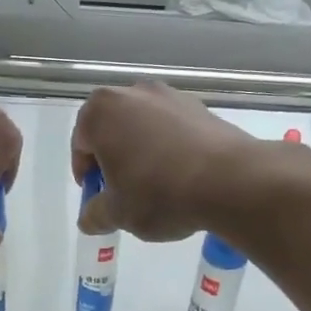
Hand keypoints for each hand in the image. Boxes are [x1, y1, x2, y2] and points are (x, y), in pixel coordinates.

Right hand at [72, 83, 259, 240]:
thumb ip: (95, 214)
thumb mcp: (118, 213)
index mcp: (101, 112)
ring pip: (144, 127)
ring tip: (156, 186)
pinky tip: (182, 176)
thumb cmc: (158, 193)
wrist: (230, 180)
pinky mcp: (201, 106)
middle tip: (123, 192)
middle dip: (113, 159)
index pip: (80, 144)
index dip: (86, 174)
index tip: (98, 196)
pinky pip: (173, 129)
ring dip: (142, 152)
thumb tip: (90, 218)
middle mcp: (133, 93)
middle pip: (112, 129)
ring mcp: (170, 96)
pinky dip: (170, 148)